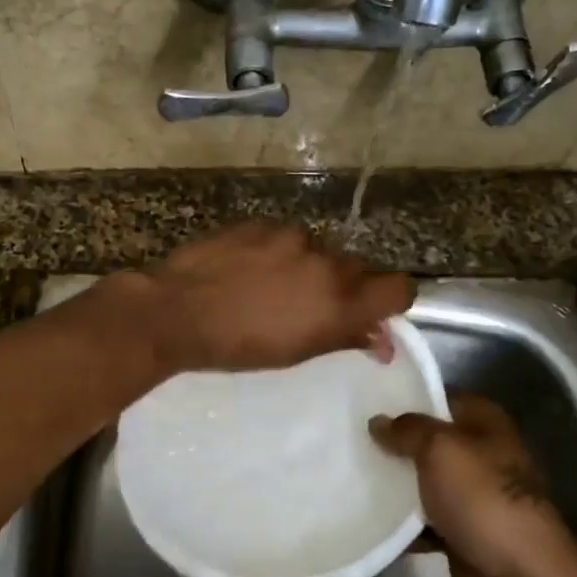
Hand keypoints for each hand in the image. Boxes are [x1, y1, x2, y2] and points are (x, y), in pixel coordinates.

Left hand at [122, 223, 413, 373]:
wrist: (177, 311)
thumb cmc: (238, 347)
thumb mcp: (296, 353)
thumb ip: (344, 338)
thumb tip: (381, 341)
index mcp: (340, 302)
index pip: (400, 288)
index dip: (392, 300)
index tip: (373, 311)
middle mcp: (325, 262)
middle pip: (358, 268)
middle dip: (344, 286)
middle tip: (311, 306)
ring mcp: (292, 237)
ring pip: (318, 250)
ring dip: (307, 266)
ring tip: (270, 286)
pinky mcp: (261, 223)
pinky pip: (284, 237)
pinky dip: (276, 252)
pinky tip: (248, 269)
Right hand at [370, 393, 576, 576]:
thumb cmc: (482, 499)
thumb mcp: (439, 450)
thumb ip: (407, 430)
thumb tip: (378, 421)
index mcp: (484, 423)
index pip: (440, 396)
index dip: (406, 395)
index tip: (368, 398)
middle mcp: (480, 453)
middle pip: (428, 439)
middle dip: (394, 440)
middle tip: (351, 436)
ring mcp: (472, 494)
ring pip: (423, 479)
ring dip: (393, 482)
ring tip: (350, 472)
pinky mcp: (461, 530)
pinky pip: (423, 519)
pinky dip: (401, 522)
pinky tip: (368, 515)